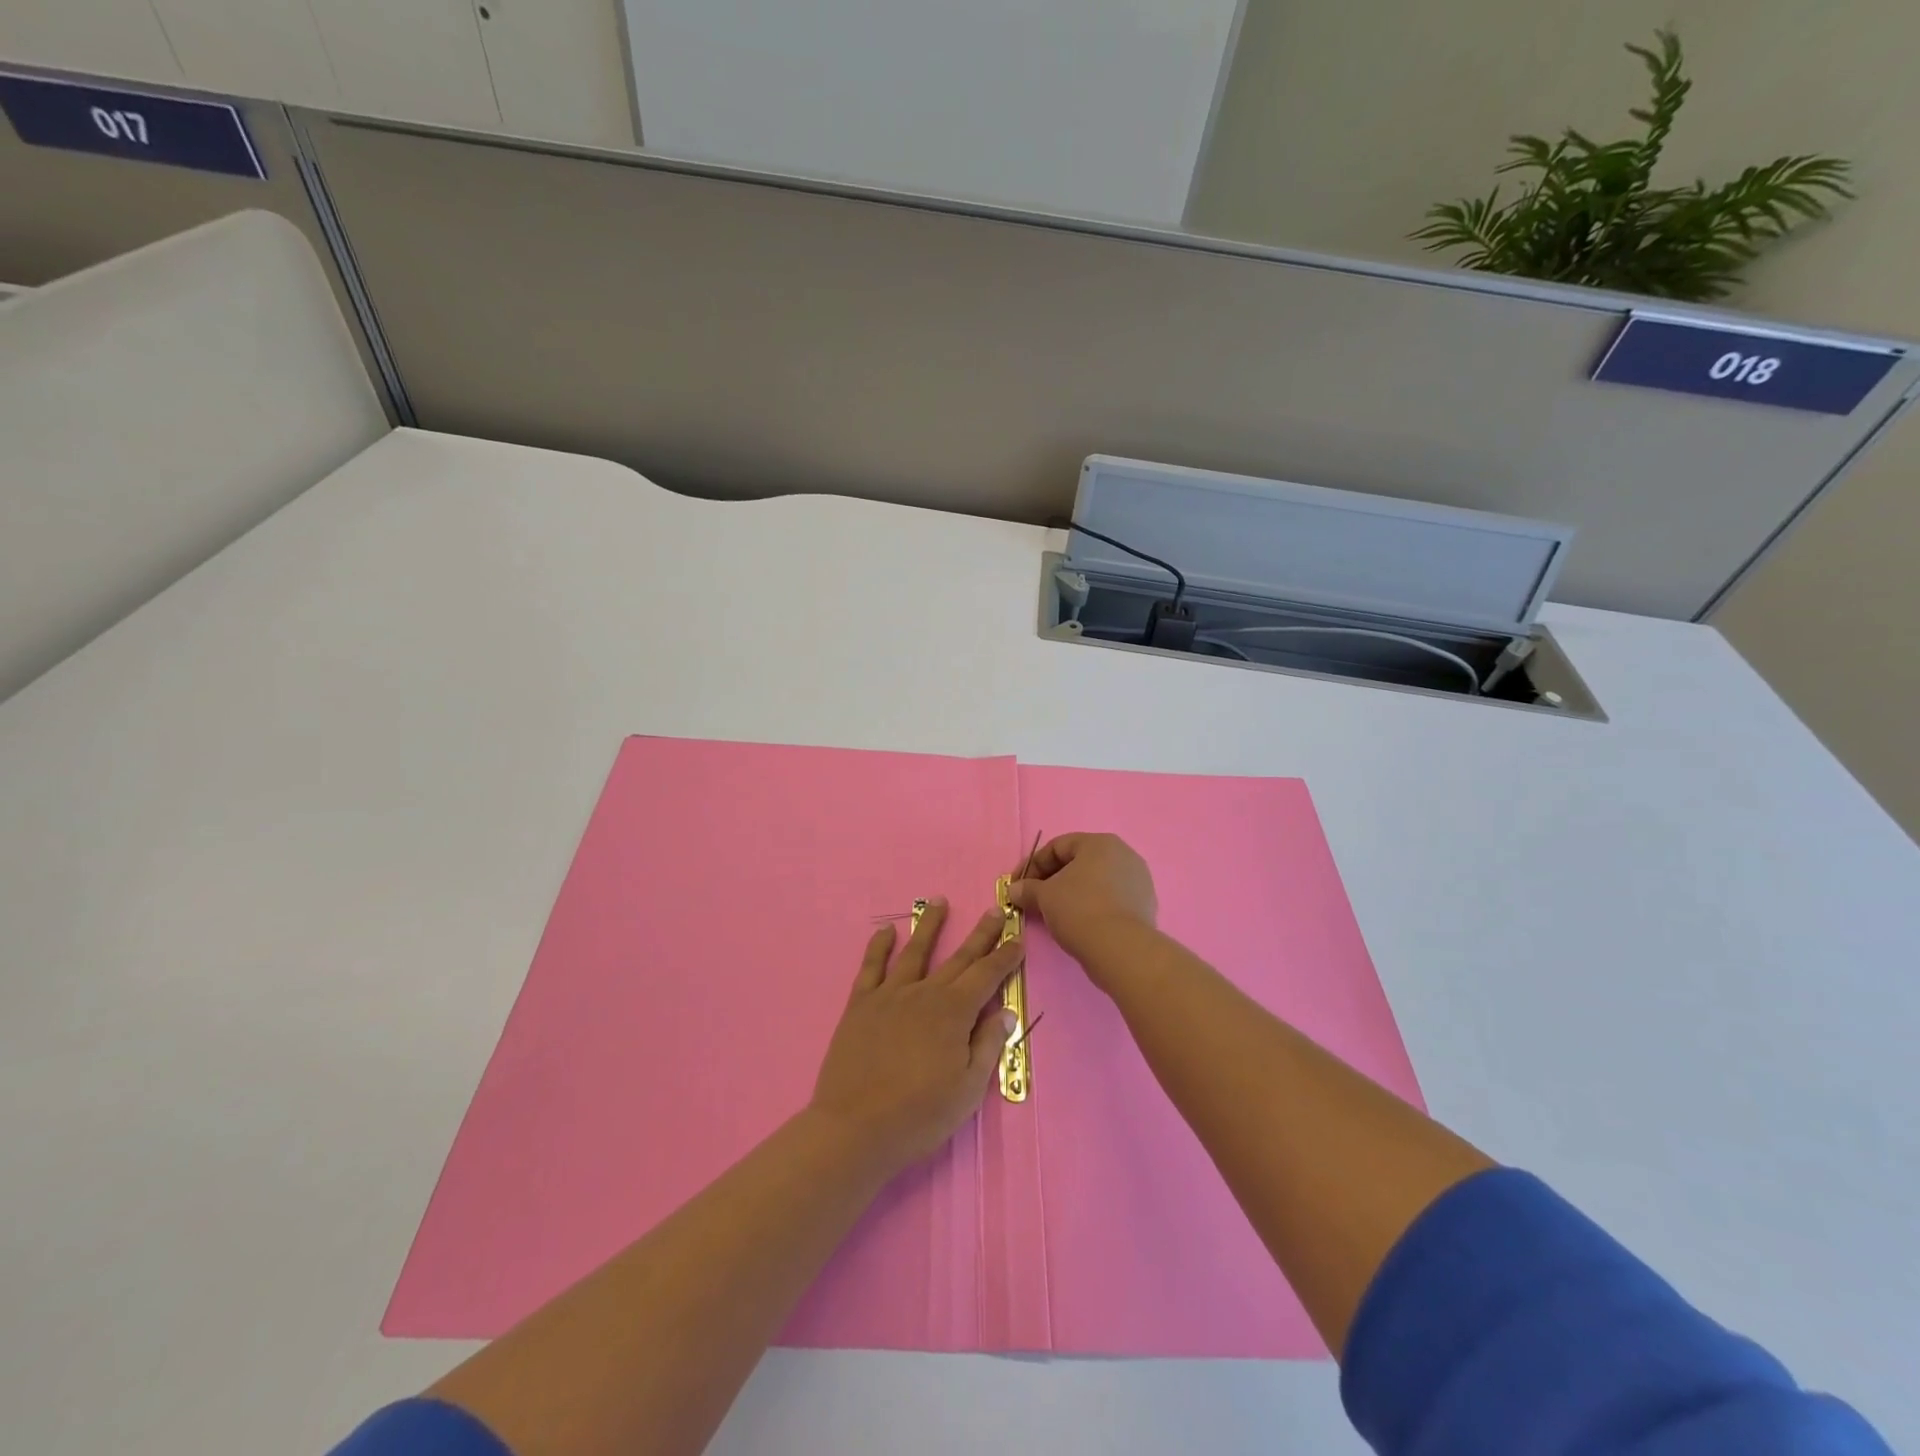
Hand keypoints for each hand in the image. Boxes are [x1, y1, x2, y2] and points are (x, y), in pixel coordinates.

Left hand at [810, 900, 1021, 1177]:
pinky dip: (879, 945)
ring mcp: (890, 995)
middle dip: (981, 934)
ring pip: (915, 951)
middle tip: (996, 910)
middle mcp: (925, 993)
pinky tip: (887, 930)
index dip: (1004, 957)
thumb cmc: (919, 1115)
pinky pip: (871, 967)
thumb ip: (987, 1046)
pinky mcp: (861, 1004)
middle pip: (958, 958)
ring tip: (940, 901)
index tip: (1017, 940)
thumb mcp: (968, 1090)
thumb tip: (1005, 1012)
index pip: (987, 976)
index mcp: (954, 1013)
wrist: (855, 1128)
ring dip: (930, 925)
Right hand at [1008, 833, 1156, 982]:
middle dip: (1052, 880)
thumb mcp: (1044, 897)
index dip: (1033, 865)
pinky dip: (1092, 906)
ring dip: (1072, 894)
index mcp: (1100, 843)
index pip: (1058, 846)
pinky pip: (1110, 899)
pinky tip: (1079, 924)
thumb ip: (1027, 889)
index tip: (1018, 885)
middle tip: (1034, 899)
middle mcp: (1123, 854)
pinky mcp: (1144, 904)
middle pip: (1078, 862)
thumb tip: (1014, 890)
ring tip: (1054, 914)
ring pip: (1095, 882)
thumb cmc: (1079, 910)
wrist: (1122, 949)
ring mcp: (1138, 880)